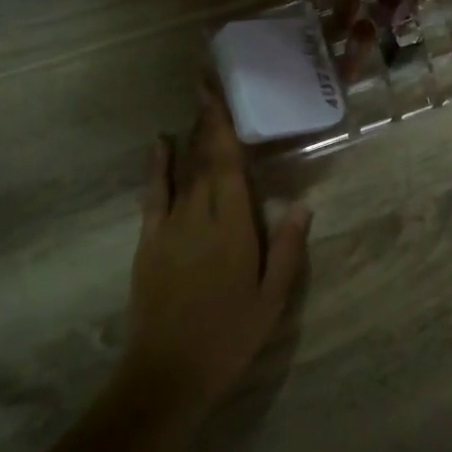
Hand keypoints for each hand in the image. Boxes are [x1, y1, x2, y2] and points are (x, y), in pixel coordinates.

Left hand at [122, 88, 311, 422]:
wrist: (168, 371)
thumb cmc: (229, 335)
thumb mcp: (272, 298)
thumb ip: (288, 249)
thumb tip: (302, 204)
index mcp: (233, 226)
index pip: (229, 164)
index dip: (224, 125)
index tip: (220, 91)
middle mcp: (199, 214)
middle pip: (204, 157)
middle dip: (207, 118)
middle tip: (208, 81)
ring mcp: (169, 225)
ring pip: (182, 169)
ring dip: (190, 135)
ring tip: (196, 104)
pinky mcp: (149, 240)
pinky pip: (154, 193)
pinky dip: (157, 166)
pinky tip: (160, 143)